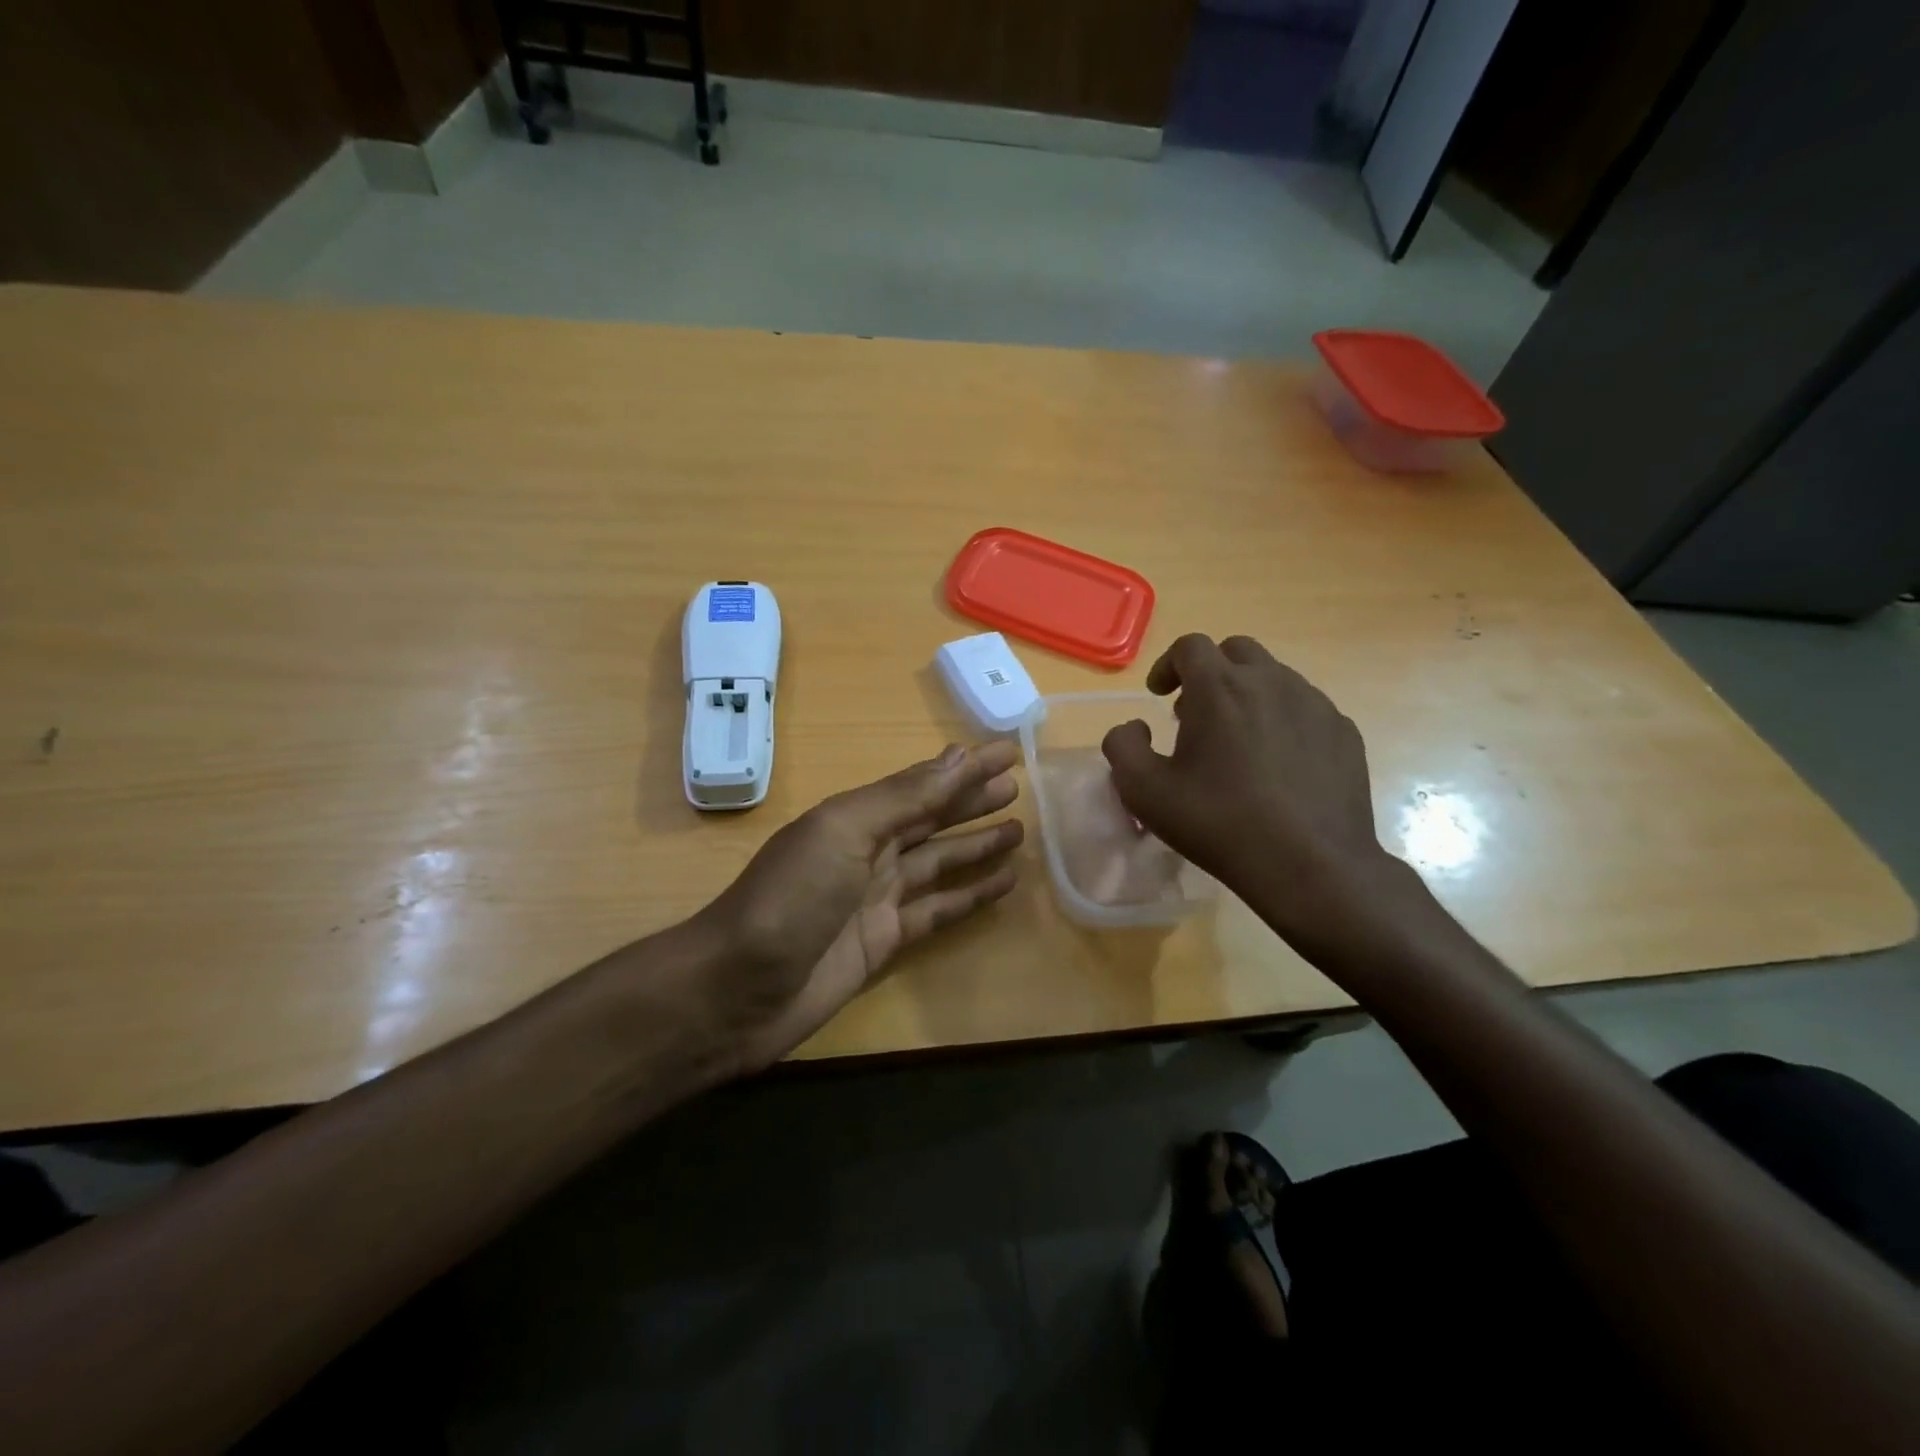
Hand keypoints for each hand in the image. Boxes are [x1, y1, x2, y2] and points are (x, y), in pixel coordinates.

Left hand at [693, 742, 1023, 1071]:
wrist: (738, 991)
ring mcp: (878, 897)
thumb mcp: (843, 833)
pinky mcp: (886, 941)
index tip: (1008, 753)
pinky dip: (970, 896)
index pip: (922, 784)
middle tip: (1020, 787)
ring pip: (940, 863)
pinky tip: (1002, 886)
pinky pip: (938, 910)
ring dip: (977, 846)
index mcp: (855, 817)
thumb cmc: (791, 898)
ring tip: (1020, 832)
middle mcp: (869, 851)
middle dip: (972, 802)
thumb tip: (958, 757)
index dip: (964, 769)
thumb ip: (902, 798)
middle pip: (933, 819)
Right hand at [1100, 634, 1416, 957]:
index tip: (1158, 695)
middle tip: (1196, 713)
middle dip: (1210, 672)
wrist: (1311, 865)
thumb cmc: (1219, 823)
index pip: (1190, 646)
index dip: (1167, 665)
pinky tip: (1277, 764)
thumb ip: (1123, 746)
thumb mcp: (1144, 792)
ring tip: (1237, 742)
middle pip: (1236, 651)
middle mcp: (1271, 681)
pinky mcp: (1344, 732)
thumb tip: (1133, 727)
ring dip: (1247, 695)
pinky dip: (1282, 720)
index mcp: (1220, 687)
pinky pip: (1305, 708)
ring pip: (1274, 677)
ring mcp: (1314, 704)